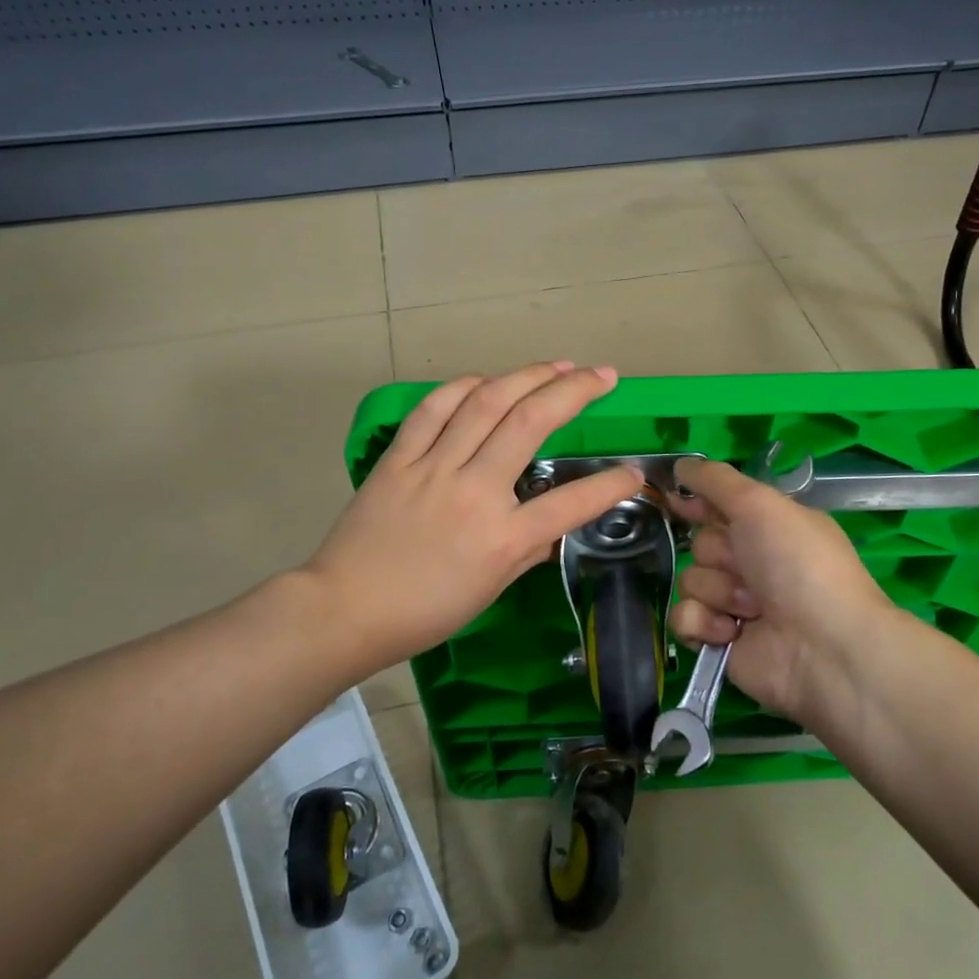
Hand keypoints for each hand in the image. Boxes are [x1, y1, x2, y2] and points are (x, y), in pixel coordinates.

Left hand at [297, 362, 643, 671]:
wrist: (344, 610)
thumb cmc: (424, 612)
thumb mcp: (489, 590)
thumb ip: (528, 551)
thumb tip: (555, 527)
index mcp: (502, 538)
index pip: (572, 504)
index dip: (612, 485)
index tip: (634, 473)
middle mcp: (474, 492)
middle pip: (531, 424)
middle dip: (575, 391)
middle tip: (603, 375)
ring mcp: (433, 468)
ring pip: (485, 403)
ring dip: (527, 376)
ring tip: (557, 366)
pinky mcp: (399, 458)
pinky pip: (433, 409)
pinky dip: (463, 387)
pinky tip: (486, 380)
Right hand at [667, 457, 903, 722]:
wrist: (823, 647)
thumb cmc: (799, 564)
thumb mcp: (761, 504)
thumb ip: (716, 480)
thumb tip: (680, 463)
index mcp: (768, 527)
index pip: (718, 505)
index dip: (695, 502)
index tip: (675, 499)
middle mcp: (751, 562)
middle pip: (699, 544)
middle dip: (717, 554)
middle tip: (746, 568)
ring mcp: (734, 603)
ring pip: (689, 581)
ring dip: (716, 591)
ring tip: (750, 608)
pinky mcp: (718, 639)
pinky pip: (683, 618)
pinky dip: (702, 623)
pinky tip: (729, 632)